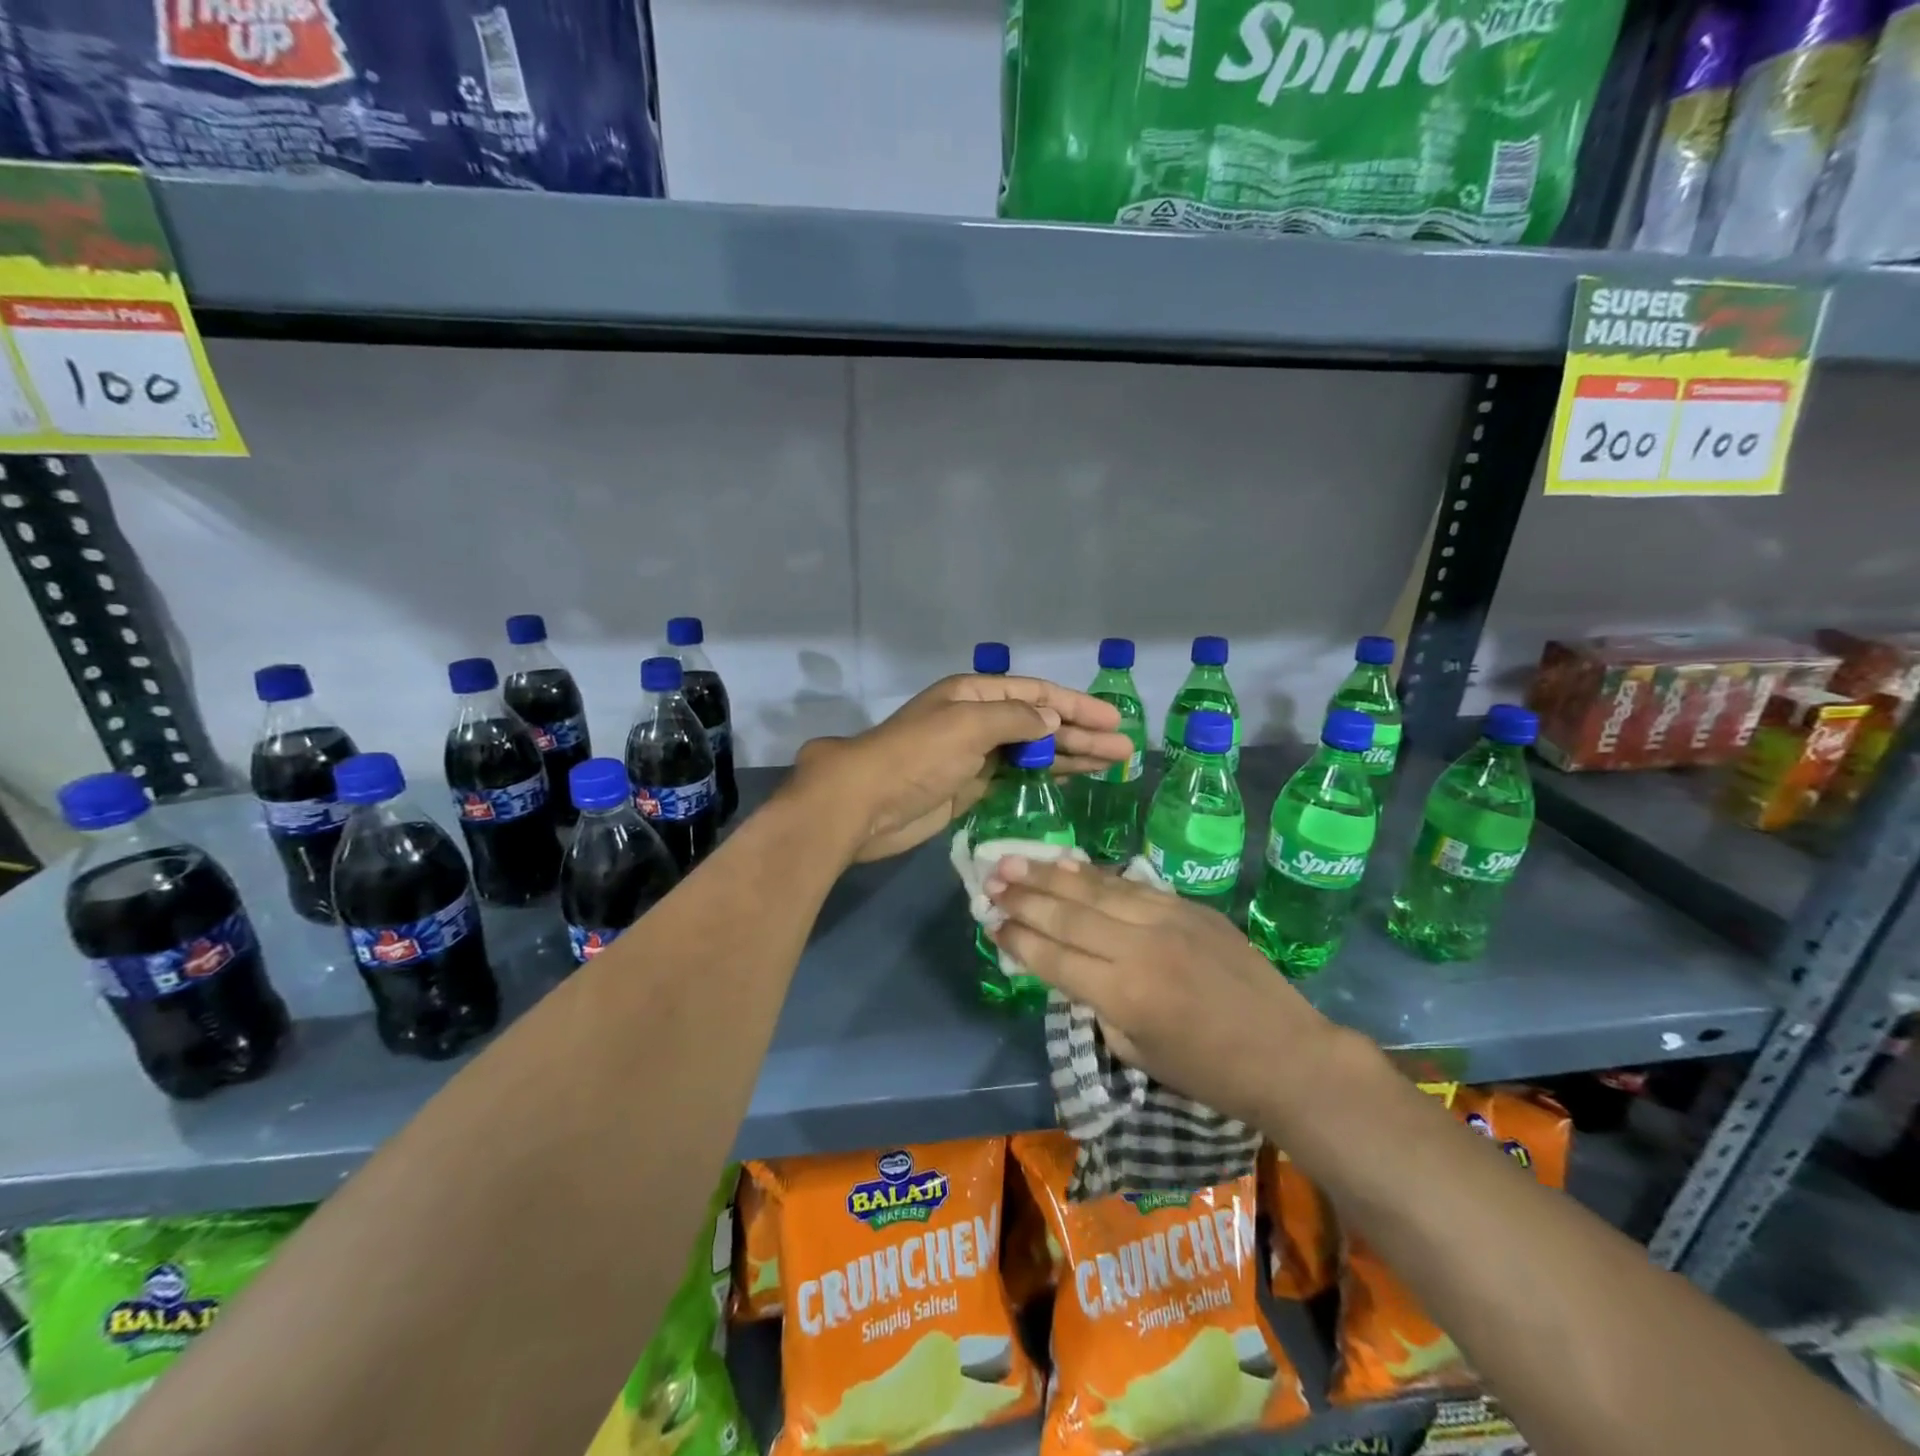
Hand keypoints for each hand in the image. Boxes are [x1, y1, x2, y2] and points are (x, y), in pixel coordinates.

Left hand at [791, 674, 1131, 862]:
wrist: (866, 803)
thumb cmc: (917, 756)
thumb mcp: (968, 725)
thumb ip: (1016, 719)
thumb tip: (1054, 719)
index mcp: (974, 694)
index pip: (1036, 694)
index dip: (1076, 704)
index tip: (1113, 719)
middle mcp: (977, 719)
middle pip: (1040, 723)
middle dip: (1081, 734)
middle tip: (1123, 750)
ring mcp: (975, 755)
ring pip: (1032, 752)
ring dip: (1070, 756)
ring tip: (1112, 764)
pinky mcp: (971, 787)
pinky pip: (1017, 777)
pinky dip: (1044, 778)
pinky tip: (1073, 780)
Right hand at [987, 856, 1332, 1125]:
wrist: (1286, 1053)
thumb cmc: (1208, 1071)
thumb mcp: (1137, 1051)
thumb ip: (1095, 1003)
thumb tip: (1066, 966)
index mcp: (1124, 995)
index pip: (1054, 957)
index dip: (1018, 938)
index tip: (989, 922)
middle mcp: (1140, 948)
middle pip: (1067, 914)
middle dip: (1022, 897)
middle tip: (988, 880)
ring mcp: (1167, 919)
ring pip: (1094, 889)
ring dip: (1048, 875)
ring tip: (1012, 860)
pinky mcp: (1188, 905)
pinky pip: (1130, 884)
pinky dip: (1093, 873)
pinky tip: (1065, 862)